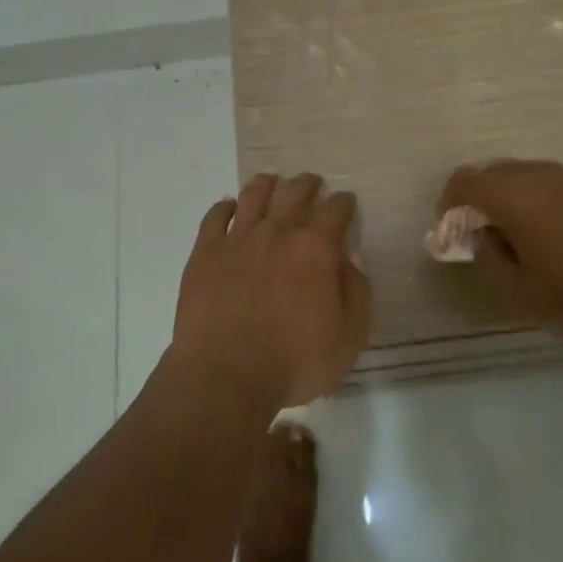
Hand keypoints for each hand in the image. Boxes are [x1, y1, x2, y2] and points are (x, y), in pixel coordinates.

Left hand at [172, 173, 372, 408]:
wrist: (225, 377)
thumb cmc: (293, 363)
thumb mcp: (348, 339)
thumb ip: (356, 293)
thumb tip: (349, 264)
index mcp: (316, 247)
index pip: (337, 208)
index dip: (344, 203)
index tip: (346, 204)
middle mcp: (279, 230)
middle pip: (296, 191)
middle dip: (308, 184)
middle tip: (312, 185)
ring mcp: (238, 237)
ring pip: (254, 193)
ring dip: (268, 185)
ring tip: (272, 184)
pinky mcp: (206, 251)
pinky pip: (215, 215)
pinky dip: (225, 207)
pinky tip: (229, 208)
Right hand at [438, 160, 562, 345]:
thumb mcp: (522, 293)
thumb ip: (489, 259)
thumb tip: (482, 237)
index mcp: (514, 195)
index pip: (464, 180)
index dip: (448, 203)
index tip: (452, 231)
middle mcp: (540, 173)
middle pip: (493, 173)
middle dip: (480, 200)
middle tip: (485, 236)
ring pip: (525, 175)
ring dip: (512, 198)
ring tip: (523, 237)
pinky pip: (554, 182)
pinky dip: (541, 199)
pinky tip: (560, 235)